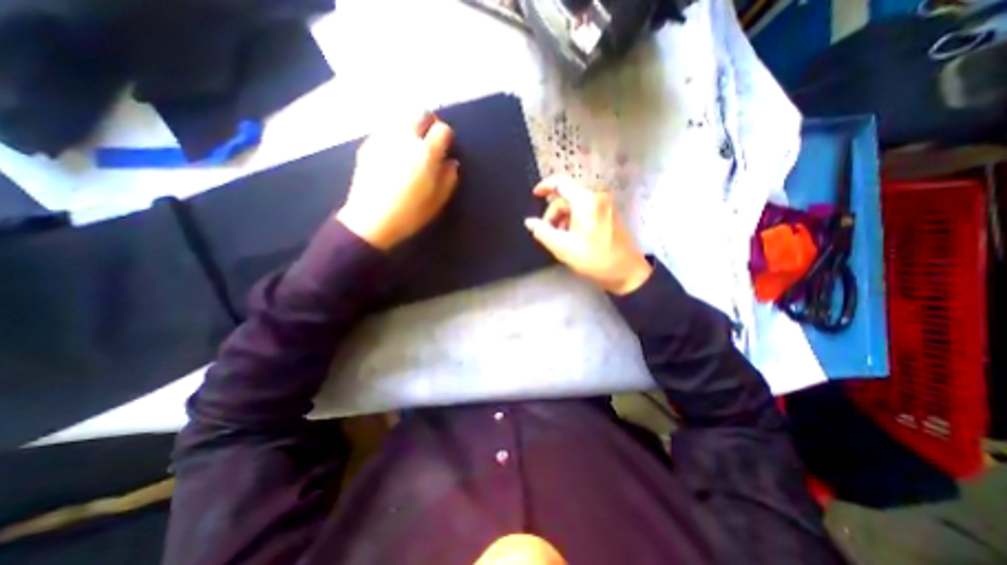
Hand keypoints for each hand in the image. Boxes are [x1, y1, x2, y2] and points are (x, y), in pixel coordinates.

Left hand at [339, 110, 463, 248]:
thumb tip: (452, 162)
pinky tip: (394, 154)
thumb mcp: (437, 201)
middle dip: (429, 122)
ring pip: (401, 117)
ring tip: (412, 146)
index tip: (446, 148)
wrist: (370, 221)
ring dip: (411, 127)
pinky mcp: (368, 145)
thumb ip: (449, 178)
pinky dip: (395, 135)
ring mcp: (383, 139)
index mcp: (425, 154)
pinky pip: (386, 130)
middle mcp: (404, 139)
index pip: (442, 129)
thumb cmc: (409, 214)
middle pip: (420, 113)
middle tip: (430, 140)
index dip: (447, 136)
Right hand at [523, 178, 656, 296]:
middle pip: (566, 196)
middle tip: (547, 233)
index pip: (561, 183)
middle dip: (553, 213)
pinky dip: (574, 219)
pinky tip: (572, 236)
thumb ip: (543, 232)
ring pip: (575, 204)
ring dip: (563, 218)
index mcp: (586, 201)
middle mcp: (597, 197)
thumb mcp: (564, 248)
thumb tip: (529, 222)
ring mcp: (605, 204)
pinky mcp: (608, 213)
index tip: (534, 195)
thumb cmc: (595, 259)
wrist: (627, 272)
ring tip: (560, 238)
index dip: (545, 186)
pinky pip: (585, 209)